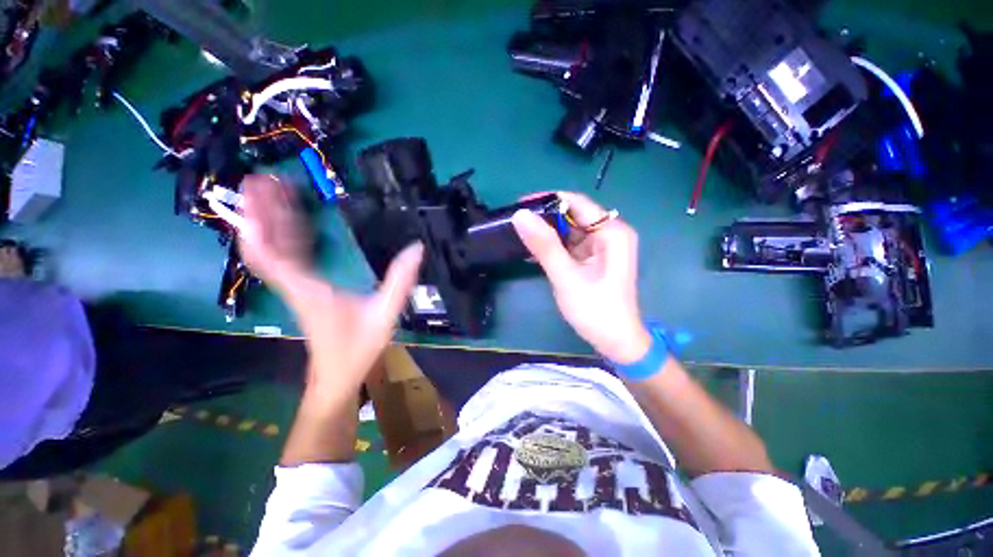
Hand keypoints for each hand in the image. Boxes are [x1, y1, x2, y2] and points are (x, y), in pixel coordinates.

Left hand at [238, 174, 423, 391]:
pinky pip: (289, 259)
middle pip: (265, 246)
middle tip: (260, 179)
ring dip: (270, 222)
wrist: (337, 377)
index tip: (256, 192)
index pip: (271, 254)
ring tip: (273, 192)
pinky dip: (286, 239)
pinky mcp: (305, 292)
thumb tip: (416, 247)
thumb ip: (400, 280)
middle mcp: (295, 285)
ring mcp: (298, 289)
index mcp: (309, 289)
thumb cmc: (358, 348)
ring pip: (274, 251)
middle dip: (258, 212)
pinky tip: (294, 223)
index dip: (260, 223)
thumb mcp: (385, 313)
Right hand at [512, 192, 651, 363]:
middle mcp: (609, 233)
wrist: (616, 342)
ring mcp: (602, 246)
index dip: (547, 200)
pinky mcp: (593, 258)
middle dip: (544, 218)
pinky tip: (532, 251)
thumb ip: (544, 245)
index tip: (518, 205)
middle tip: (515, 223)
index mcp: (611, 232)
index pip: (576, 203)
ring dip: (546, 233)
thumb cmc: (595, 310)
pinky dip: (553, 247)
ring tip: (519, 235)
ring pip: (569, 230)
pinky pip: (570, 245)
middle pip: (573, 215)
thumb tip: (520, 215)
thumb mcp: (566, 276)